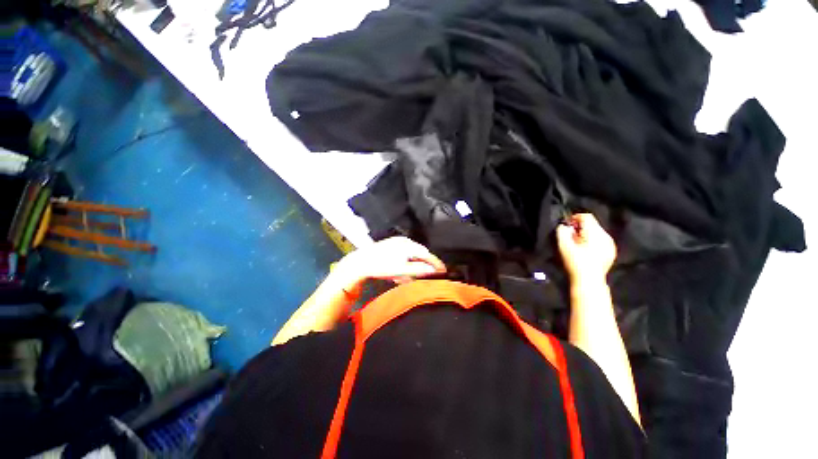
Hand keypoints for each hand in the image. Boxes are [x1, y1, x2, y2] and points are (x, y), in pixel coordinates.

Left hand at [332, 237, 446, 294]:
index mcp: (409, 246)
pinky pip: (404, 253)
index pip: (427, 254)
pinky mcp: (391, 245)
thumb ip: (419, 269)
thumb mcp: (402, 270)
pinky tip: (403, 271)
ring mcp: (397, 242)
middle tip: (431, 273)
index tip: (444, 270)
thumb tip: (433, 270)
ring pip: (412, 254)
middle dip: (425, 263)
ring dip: (415, 264)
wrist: (361, 262)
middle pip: (420, 253)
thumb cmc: (382, 266)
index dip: (436, 263)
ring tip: (416, 275)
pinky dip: (406, 262)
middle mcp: (405, 241)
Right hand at [557, 213, 616, 283]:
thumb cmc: (575, 263)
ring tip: (577, 244)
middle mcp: (606, 236)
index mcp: (595, 233)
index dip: (574, 218)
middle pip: (592, 224)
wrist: (589, 281)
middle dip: (580, 227)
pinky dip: (593, 241)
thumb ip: (562, 232)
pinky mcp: (611, 251)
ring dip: (586, 234)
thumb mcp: (563, 246)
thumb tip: (564, 226)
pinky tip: (586, 250)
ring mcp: (611, 244)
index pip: (586, 217)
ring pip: (597, 232)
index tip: (567, 226)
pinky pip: (601, 240)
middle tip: (570, 237)